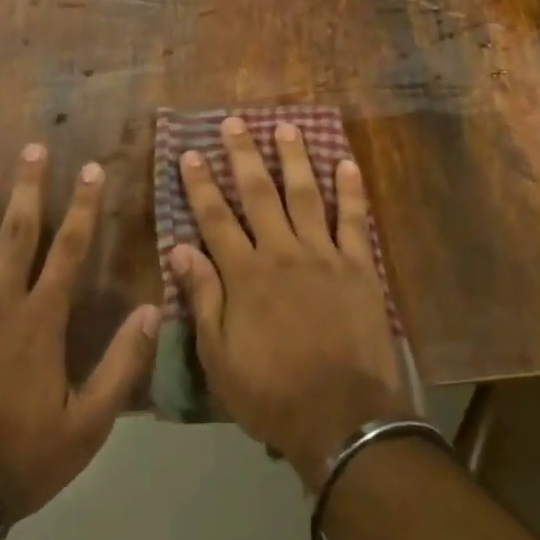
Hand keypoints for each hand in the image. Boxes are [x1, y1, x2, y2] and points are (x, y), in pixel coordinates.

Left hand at [0, 144, 160, 521]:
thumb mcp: (86, 424)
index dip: (83, 208)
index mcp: (40, 321)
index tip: (91, 170)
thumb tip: (152, 310)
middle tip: (33, 148)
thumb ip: (121, 365)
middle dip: (28, 188)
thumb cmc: (20, 456)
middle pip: (17, 234)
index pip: (69, 251)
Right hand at [169, 117, 412, 489]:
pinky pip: (355, 220)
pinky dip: (352, 191)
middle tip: (234, 122)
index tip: (191, 152)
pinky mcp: (360, 267)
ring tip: (286, 127)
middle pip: (259, 194)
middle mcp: (282, 252)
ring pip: (305, 195)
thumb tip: (179, 248)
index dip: (201, 184)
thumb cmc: (272, 393)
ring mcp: (324, 255)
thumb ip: (203, 298)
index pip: (215, 218)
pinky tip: (347, 163)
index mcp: (245, 275)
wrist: (342, 418)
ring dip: (294, 159)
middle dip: (243, 155)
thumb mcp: (219, 357)